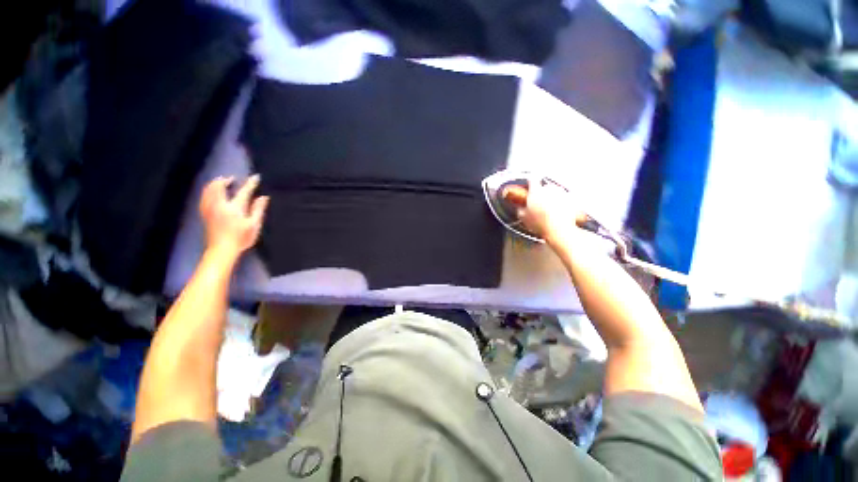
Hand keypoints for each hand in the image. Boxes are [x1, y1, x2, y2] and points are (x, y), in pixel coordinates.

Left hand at [199, 175, 269, 256]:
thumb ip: (258, 210)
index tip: (256, 177)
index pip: (244, 191)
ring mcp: (210, 208)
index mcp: (234, 207)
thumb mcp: (254, 225)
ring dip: (215, 184)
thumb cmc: (241, 238)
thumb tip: (263, 197)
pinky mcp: (205, 213)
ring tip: (221, 182)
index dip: (250, 183)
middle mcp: (220, 205)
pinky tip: (211, 193)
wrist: (222, 249)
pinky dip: (208, 191)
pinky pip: (204, 197)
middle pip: (219, 187)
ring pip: (209, 190)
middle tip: (232, 179)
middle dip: (226, 180)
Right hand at [516, 179, 584, 244]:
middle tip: (539, 204)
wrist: (559, 230)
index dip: (531, 181)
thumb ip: (521, 209)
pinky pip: (565, 199)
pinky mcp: (571, 200)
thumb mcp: (523, 217)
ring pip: (555, 192)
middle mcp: (549, 189)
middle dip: (542, 194)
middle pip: (545, 187)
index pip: (532, 179)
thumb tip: (521, 208)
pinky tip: (558, 213)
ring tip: (549, 210)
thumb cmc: (540, 223)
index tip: (530, 184)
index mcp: (536, 191)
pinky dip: (562, 204)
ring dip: (552, 198)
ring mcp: (561, 193)